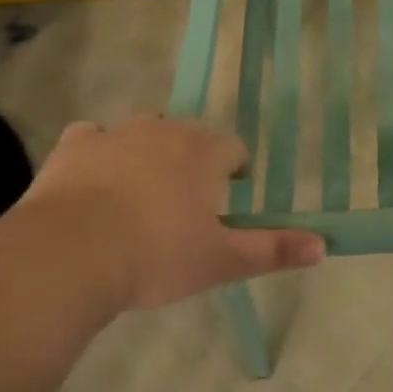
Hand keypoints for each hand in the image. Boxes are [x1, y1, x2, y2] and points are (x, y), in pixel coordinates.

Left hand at [13, 116, 324, 311]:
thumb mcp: (221, 261)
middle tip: (182, 208)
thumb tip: (324, 244)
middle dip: (191, 162)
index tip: (223, 205)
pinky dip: (98, 152)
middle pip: (189, 136)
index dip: (233, 174)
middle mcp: (164, 130)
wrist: (68, 256)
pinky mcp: (73, 147)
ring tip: (139, 196)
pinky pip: (92, 137)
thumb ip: (273, 249)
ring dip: (147, 154)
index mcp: (204, 152)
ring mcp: (116, 134)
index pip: (233, 149)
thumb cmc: (155, 256)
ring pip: (143, 133)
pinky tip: (93, 181)